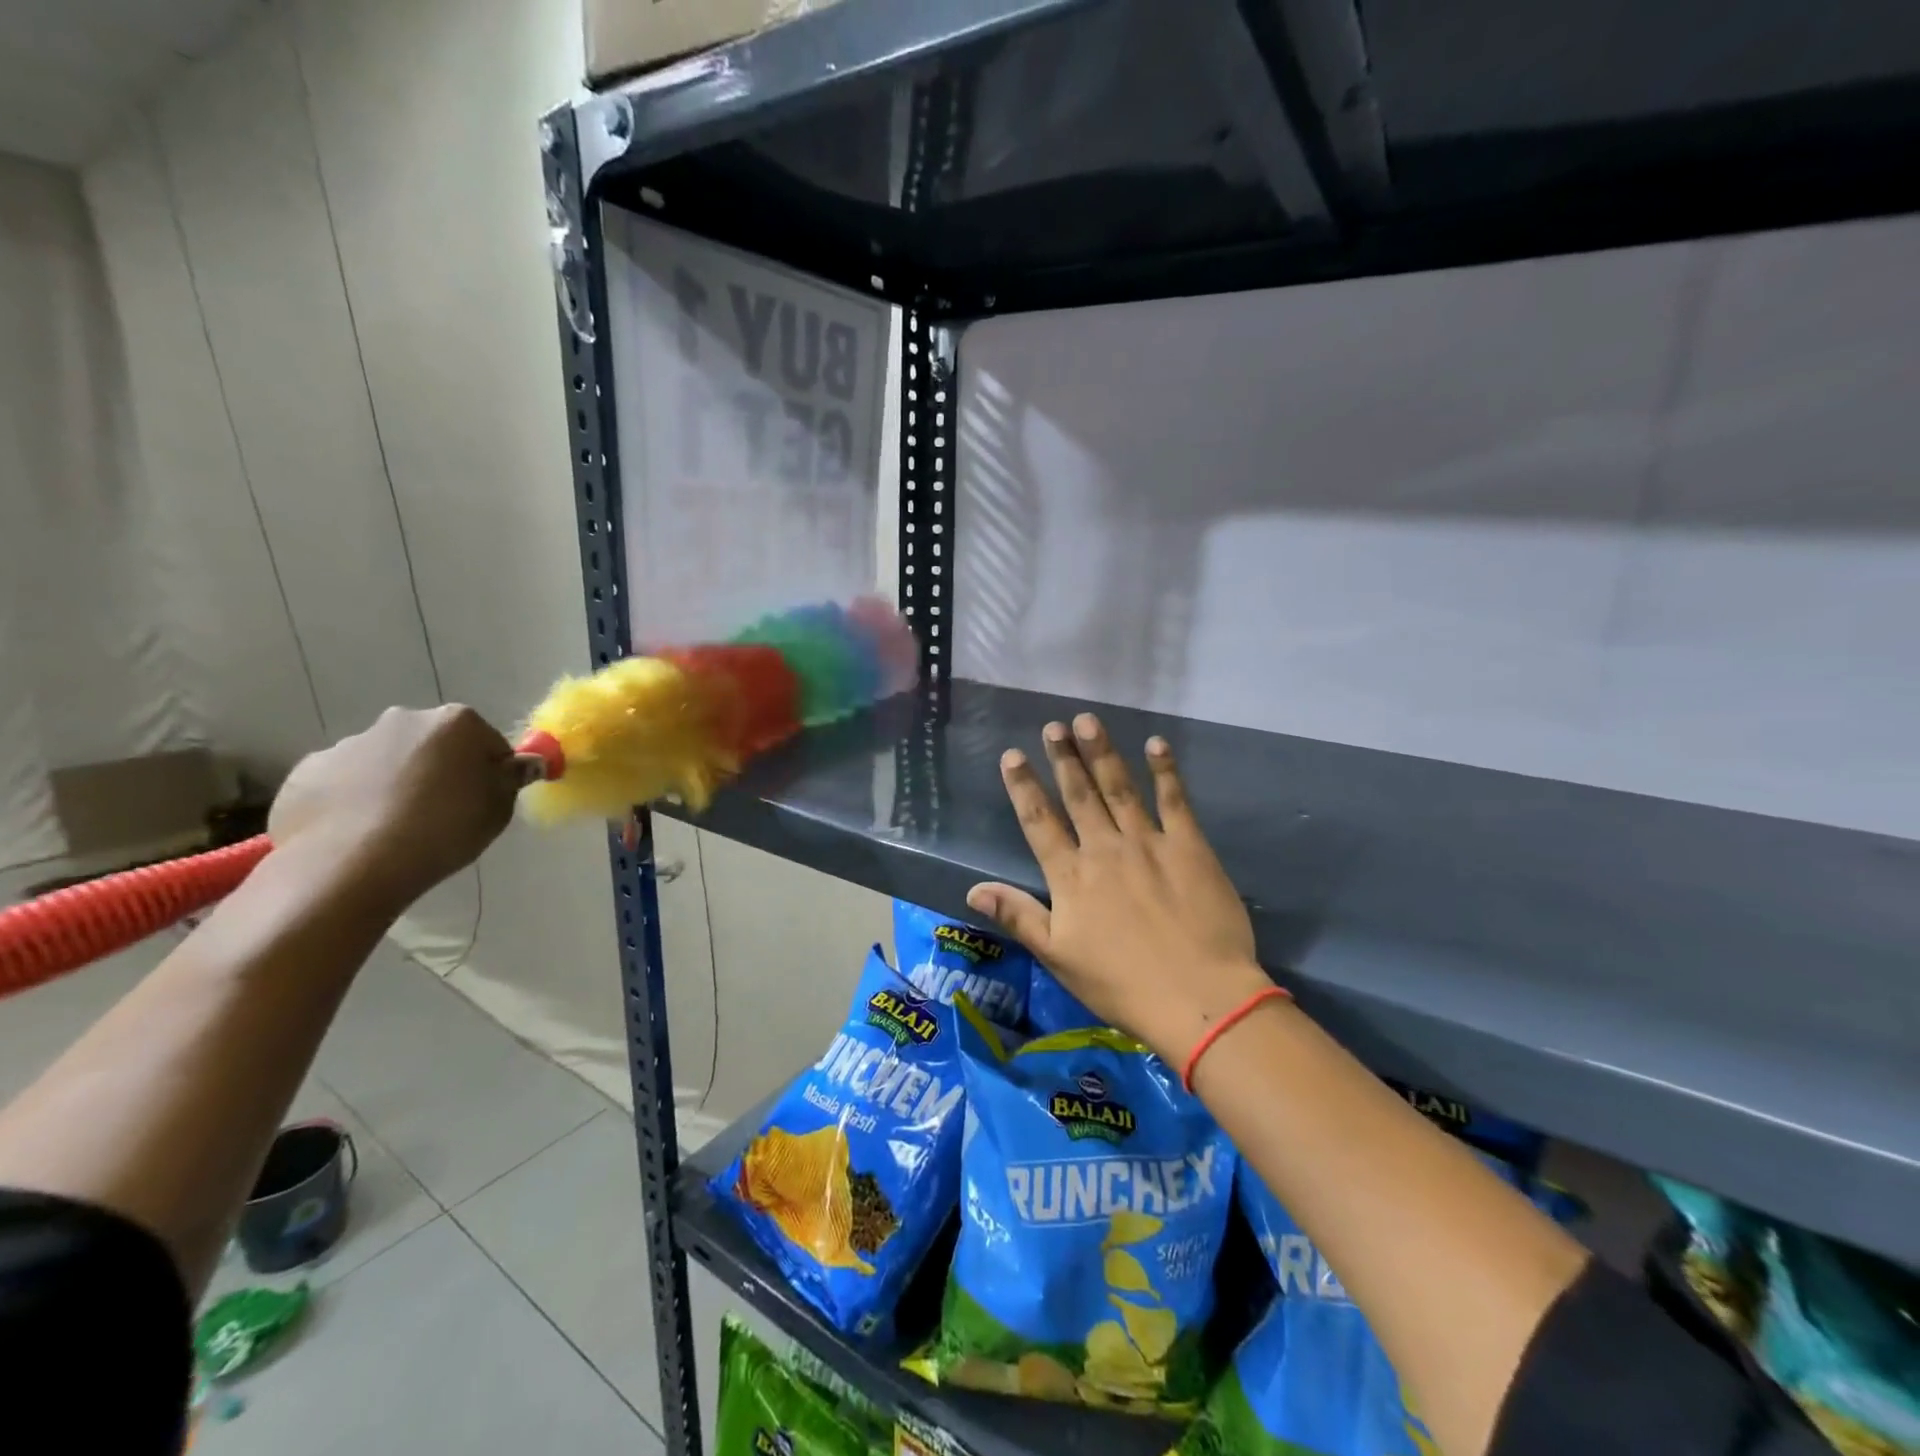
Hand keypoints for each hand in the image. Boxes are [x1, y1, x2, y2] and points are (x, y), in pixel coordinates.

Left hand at [268, 706, 522, 909]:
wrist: (349, 866)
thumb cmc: (442, 831)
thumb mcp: (498, 810)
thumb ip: (510, 780)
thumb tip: (522, 764)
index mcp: (456, 723)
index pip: (488, 743)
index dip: (491, 773)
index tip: (484, 801)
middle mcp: (403, 720)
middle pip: (434, 744)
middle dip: (440, 769)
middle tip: (443, 812)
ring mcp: (349, 743)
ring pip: (387, 760)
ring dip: (396, 782)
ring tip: (396, 828)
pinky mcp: (307, 772)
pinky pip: (344, 782)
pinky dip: (354, 799)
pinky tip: (359, 832)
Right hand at [968, 713, 1272, 1066]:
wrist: (1199, 997)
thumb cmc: (1122, 984)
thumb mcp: (1059, 957)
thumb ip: (1018, 916)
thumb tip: (973, 890)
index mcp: (1071, 877)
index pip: (1039, 822)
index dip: (1023, 787)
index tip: (1012, 755)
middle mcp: (1105, 849)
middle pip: (1079, 795)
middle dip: (1064, 758)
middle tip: (1053, 725)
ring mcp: (1148, 843)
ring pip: (1119, 787)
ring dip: (1102, 752)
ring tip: (1088, 721)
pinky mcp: (1189, 846)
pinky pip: (1174, 800)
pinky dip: (1164, 770)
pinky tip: (1155, 744)